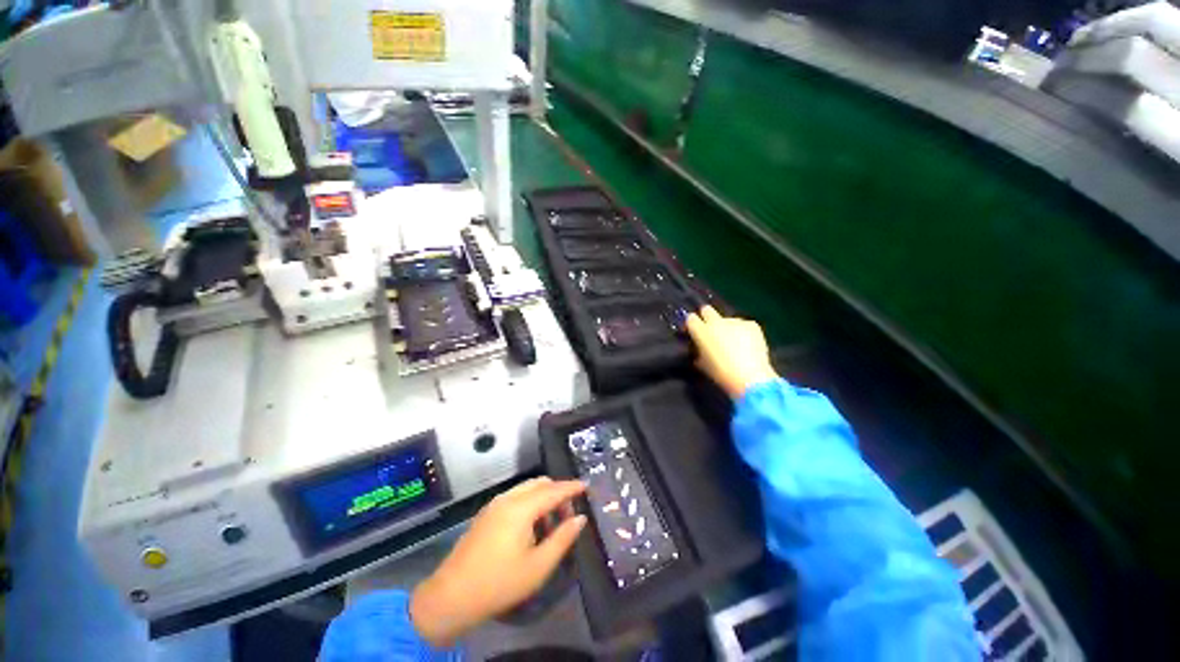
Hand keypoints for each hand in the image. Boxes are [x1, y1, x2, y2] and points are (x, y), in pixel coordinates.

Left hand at [409, 477, 587, 645]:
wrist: (451, 596)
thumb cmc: (499, 583)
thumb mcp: (538, 566)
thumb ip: (562, 538)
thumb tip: (579, 518)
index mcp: (521, 508)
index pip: (553, 490)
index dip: (572, 487)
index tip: (587, 486)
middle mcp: (507, 498)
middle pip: (539, 483)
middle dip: (557, 492)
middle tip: (569, 514)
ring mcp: (494, 504)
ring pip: (526, 489)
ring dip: (543, 498)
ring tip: (551, 525)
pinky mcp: (486, 513)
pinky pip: (515, 497)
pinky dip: (529, 503)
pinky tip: (531, 528)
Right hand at [686, 306, 778, 399]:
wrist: (750, 377)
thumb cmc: (721, 373)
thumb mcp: (703, 365)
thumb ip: (698, 353)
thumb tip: (699, 349)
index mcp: (701, 331)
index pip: (690, 318)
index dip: (692, 324)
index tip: (694, 331)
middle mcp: (716, 322)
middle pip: (707, 310)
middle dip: (707, 317)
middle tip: (711, 330)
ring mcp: (735, 321)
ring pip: (727, 319)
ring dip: (727, 327)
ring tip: (734, 343)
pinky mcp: (751, 324)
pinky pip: (743, 325)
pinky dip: (743, 332)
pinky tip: (747, 345)